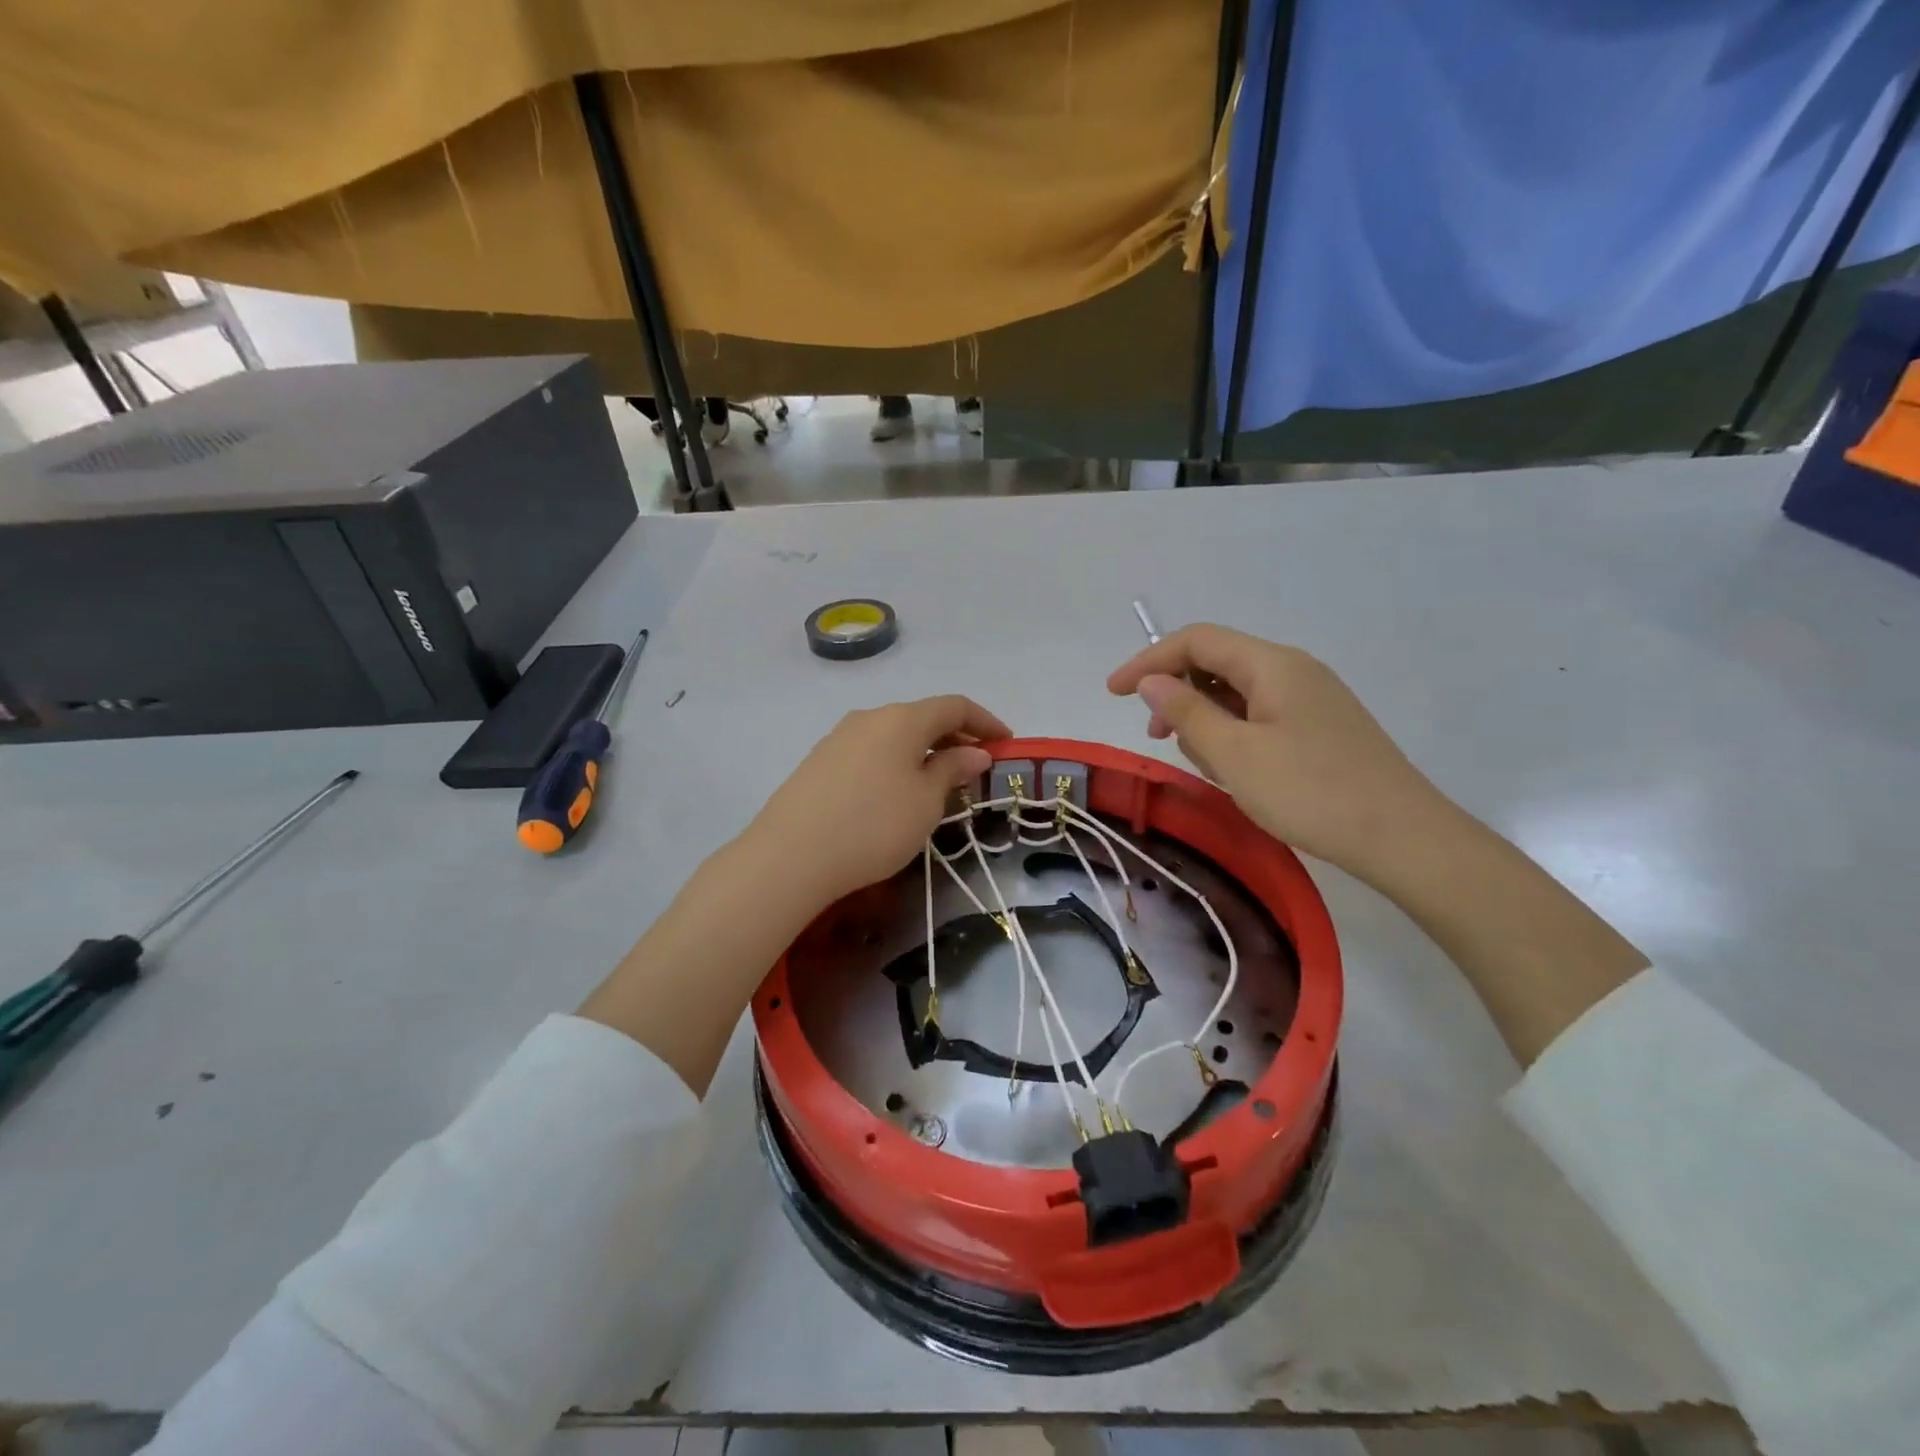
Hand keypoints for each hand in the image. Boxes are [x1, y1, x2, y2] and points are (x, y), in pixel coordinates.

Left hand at [744, 696, 1009, 906]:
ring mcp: (838, 738)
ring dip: (923, 751)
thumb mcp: (926, 801)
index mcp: (902, 718)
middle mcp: (869, 717)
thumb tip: (973, 751)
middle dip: (955, 737)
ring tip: (938, 783)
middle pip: (922, 717)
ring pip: (894, 735)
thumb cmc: (874, 825)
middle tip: (976, 766)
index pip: (955, 706)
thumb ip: (952, 770)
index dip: (986, 721)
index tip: (1007, 743)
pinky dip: (895, 763)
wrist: (790, 855)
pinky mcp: (818, 762)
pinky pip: (870, 752)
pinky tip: (896, 793)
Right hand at [1107, 625, 1447, 887]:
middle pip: (1218, 662)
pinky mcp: (1321, 728)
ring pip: (1238, 692)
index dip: (1148, 660)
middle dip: (1178, 692)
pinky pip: (1261, 716)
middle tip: (1156, 736)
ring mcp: (1312, 699)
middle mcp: (1293, 670)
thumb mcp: (1233, 754)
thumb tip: (1152, 680)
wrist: (1403, 838)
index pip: (1197, 641)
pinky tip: (1235, 770)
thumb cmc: (1309, 791)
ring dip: (1207, 718)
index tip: (1113, 693)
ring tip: (1204, 763)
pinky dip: (1234, 733)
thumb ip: (1186, 711)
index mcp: (1272, 664)